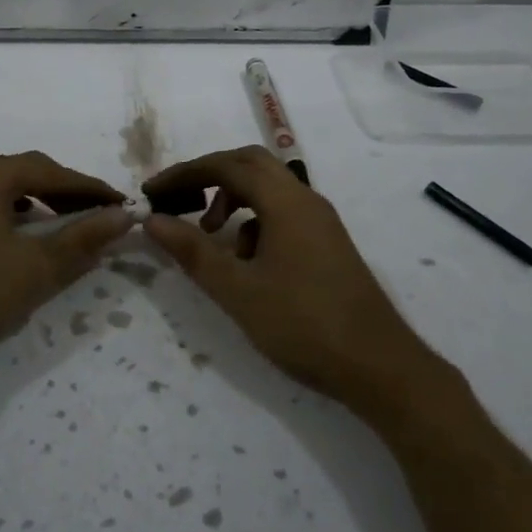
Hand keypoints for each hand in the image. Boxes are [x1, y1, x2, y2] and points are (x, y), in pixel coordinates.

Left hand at [0, 152, 133, 394]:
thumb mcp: (36, 268)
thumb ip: (82, 239)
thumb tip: (123, 217)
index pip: (51, 172)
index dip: (91, 188)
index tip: (122, 205)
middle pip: (27, 174)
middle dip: (67, 193)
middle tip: (100, 214)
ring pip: (6, 191)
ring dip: (41, 204)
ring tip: (69, 226)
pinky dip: (16, 217)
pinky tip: (26, 239)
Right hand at [141, 146, 438, 410]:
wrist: (380, 367)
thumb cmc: (304, 324)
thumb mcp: (238, 290)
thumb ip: (193, 251)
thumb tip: (152, 220)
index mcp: (286, 202)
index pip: (227, 165)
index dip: (185, 173)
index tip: (152, 191)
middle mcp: (306, 200)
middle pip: (251, 165)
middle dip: (209, 176)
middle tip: (177, 199)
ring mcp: (321, 222)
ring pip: (268, 190)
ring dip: (232, 200)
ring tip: (208, 234)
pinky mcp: (327, 244)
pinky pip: (283, 214)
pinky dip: (254, 223)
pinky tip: (245, 262)